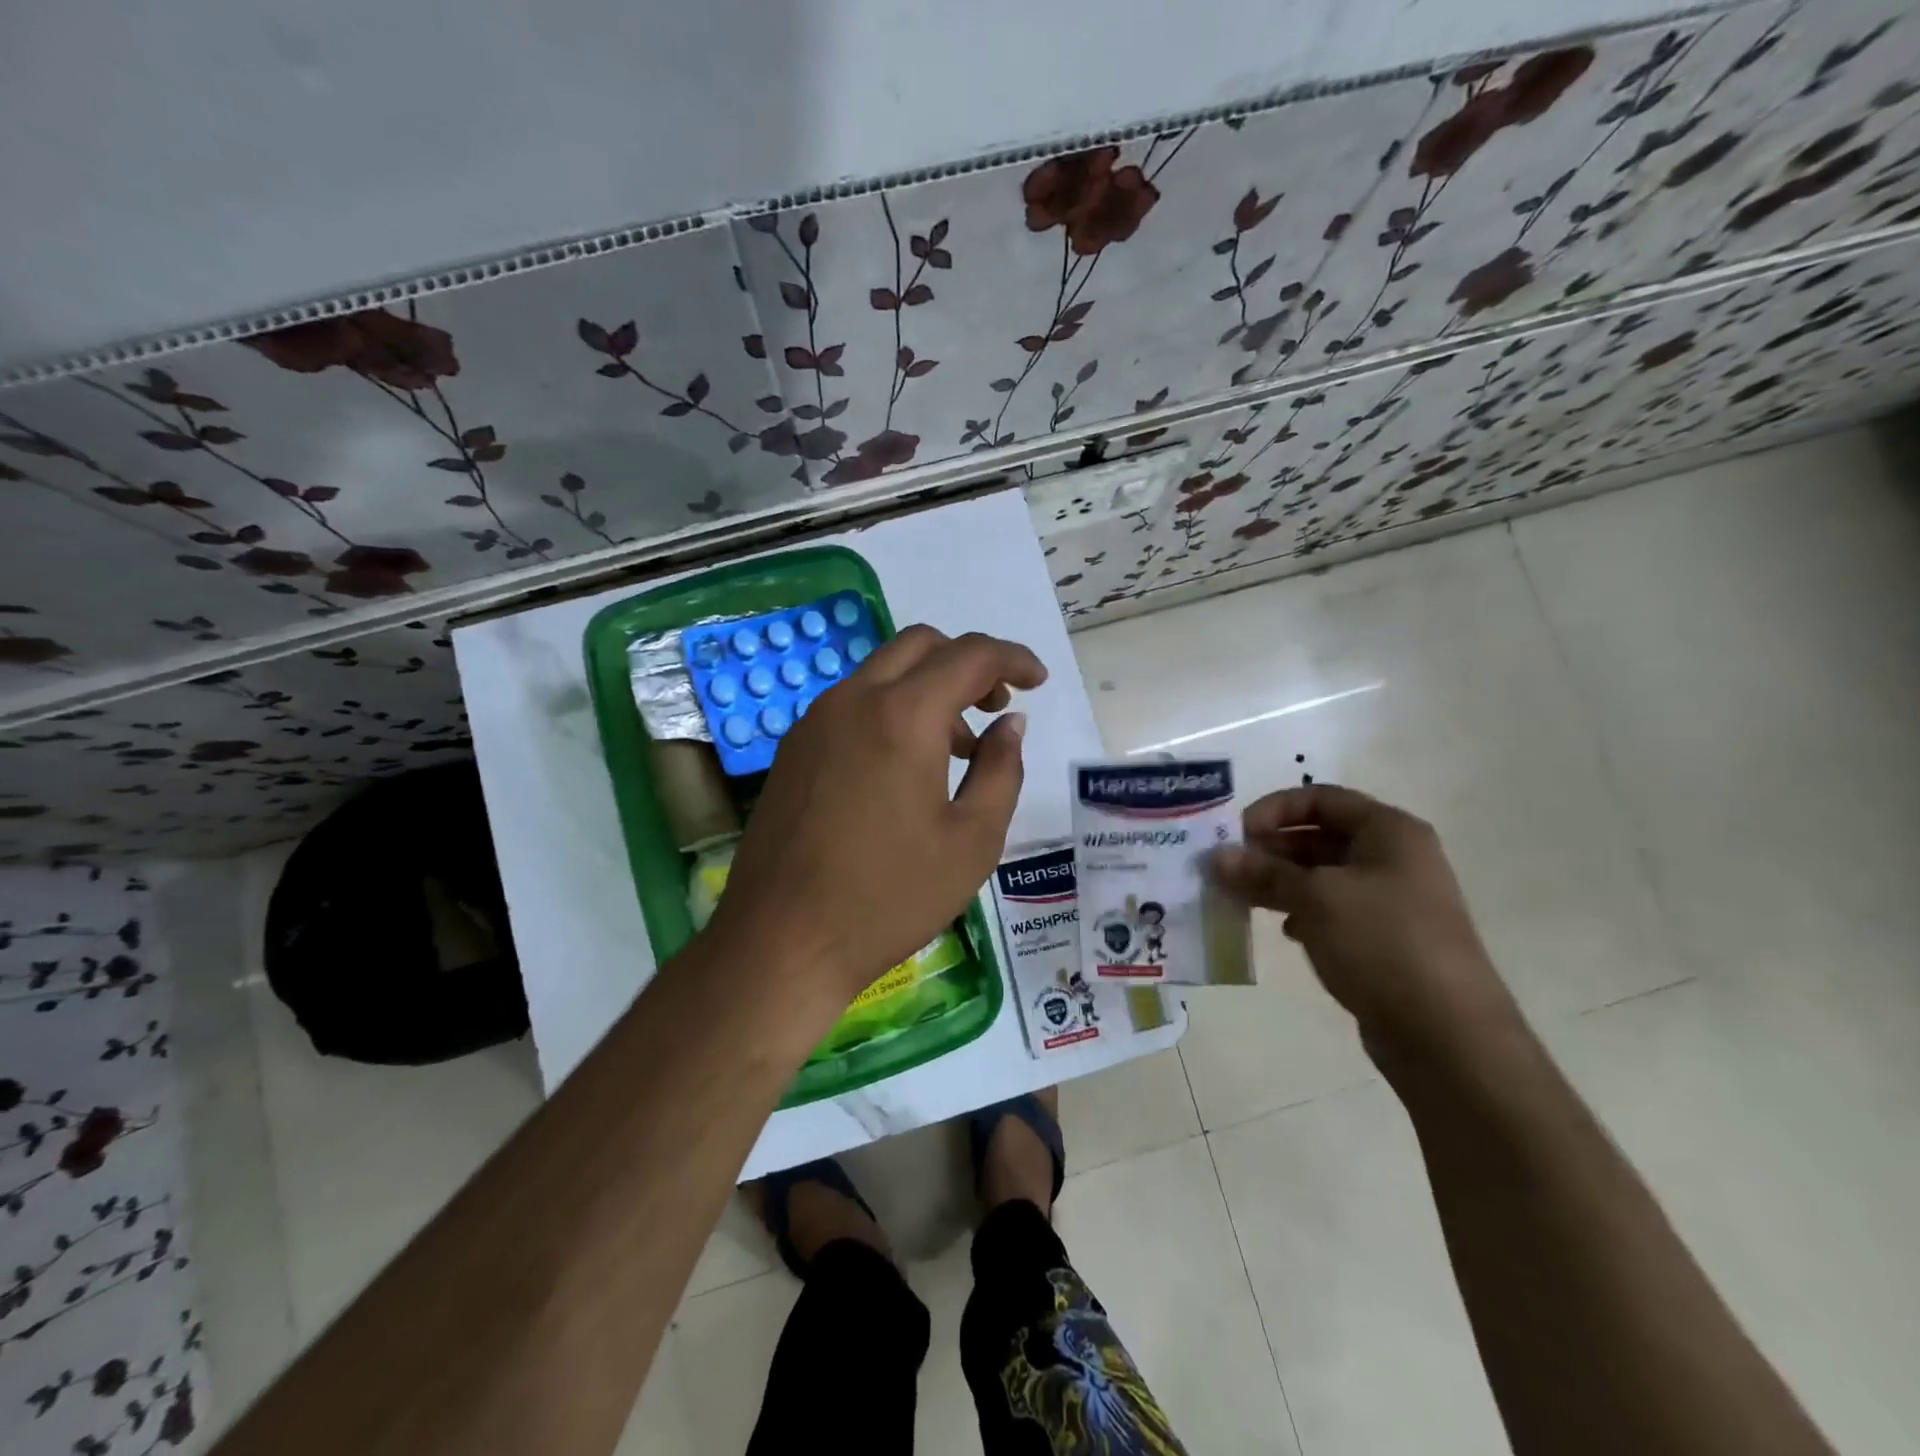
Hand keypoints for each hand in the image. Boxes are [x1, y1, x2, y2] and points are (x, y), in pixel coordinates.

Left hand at [707, 625, 1045, 1005]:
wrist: (782, 941)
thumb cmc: (889, 897)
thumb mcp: (972, 841)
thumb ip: (1002, 770)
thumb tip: (1009, 724)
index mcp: (903, 716)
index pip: (969, 655)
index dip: (1013, 659)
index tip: (1039, 681)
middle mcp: (853, 700)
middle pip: (921, 646)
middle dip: (968, 663)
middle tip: (995, 707)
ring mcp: (815, 722)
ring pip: (883, 672)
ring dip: (928, 688)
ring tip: (956, 749)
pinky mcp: (794, 749)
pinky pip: (853, 704)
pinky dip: (892, 710)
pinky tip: (904, 767)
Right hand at [1207, 784, 1517, 1062]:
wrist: (1447, 1035)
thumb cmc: (1382, 943)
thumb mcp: (1316, 898)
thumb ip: (1264, 873)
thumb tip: (1218, 857)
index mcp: (1389, 832)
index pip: (1321, 798)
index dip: (1275, 809)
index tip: (1237, 834)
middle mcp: (1394, 858)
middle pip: (1320, 836)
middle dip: (1271, 849)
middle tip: (1229, 868)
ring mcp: (1392, 901)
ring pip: (1323, 876)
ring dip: (1280, 882)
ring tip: (1241, 898)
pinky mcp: (1385, 939)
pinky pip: (1333, 911)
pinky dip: (1303, 912)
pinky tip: (1285, 930)